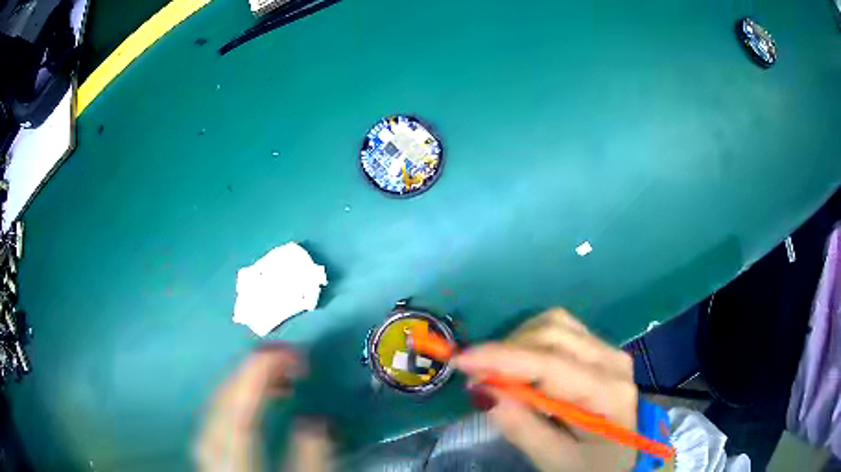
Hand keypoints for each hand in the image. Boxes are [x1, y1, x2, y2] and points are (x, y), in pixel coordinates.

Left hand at [195, 345, 332, 471]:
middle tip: (283, 355)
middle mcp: (212, 460)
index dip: (258, 380)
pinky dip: (231, 400)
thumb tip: (315, 424)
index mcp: (235, 469)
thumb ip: (311, 465)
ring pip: (212, 410)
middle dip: (247, 373)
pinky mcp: (209, 458)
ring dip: (238, 384)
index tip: (288, 355)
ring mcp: (206, 458)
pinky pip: (214, 419)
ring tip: (270, 371)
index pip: (240, 418)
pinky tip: (248, 398)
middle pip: (220, 408)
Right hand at [453, 309, 637, 470]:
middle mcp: (613, 360)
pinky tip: (521, 366)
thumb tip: (485, 392)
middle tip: (477, 377)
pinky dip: (530, 342)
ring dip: (517, 343)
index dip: (504, 358)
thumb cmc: (590, 467)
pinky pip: (559, 330)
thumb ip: (523, 429)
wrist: (619, 460)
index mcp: (609, 392)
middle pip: (553, 333)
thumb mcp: (555, 461)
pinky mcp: (599, 349)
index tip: (461, 360)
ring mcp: (608, 350)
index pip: (552, 363)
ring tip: (498, 374)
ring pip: (554, 324)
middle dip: (507, 350)